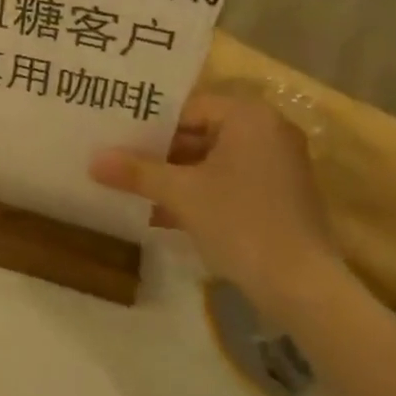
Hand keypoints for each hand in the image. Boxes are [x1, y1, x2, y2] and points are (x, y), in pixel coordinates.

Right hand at [89, 92, 337, 321]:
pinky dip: (197, 195)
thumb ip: (136, 172)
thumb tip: (92, 160)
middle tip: (116, 161)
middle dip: (158, 153)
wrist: (302, 288)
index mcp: (249, 117)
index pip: (187, 108)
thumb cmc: (240, 222)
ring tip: (129, 187)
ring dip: (173, 177)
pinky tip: (159, 214)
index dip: (148, 124)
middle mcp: (267, 132)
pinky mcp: (277, 197)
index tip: (115, 138)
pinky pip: (227, 183)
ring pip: (210, 161)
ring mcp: (276, 166)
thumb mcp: (180, 194)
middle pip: (199, 133)